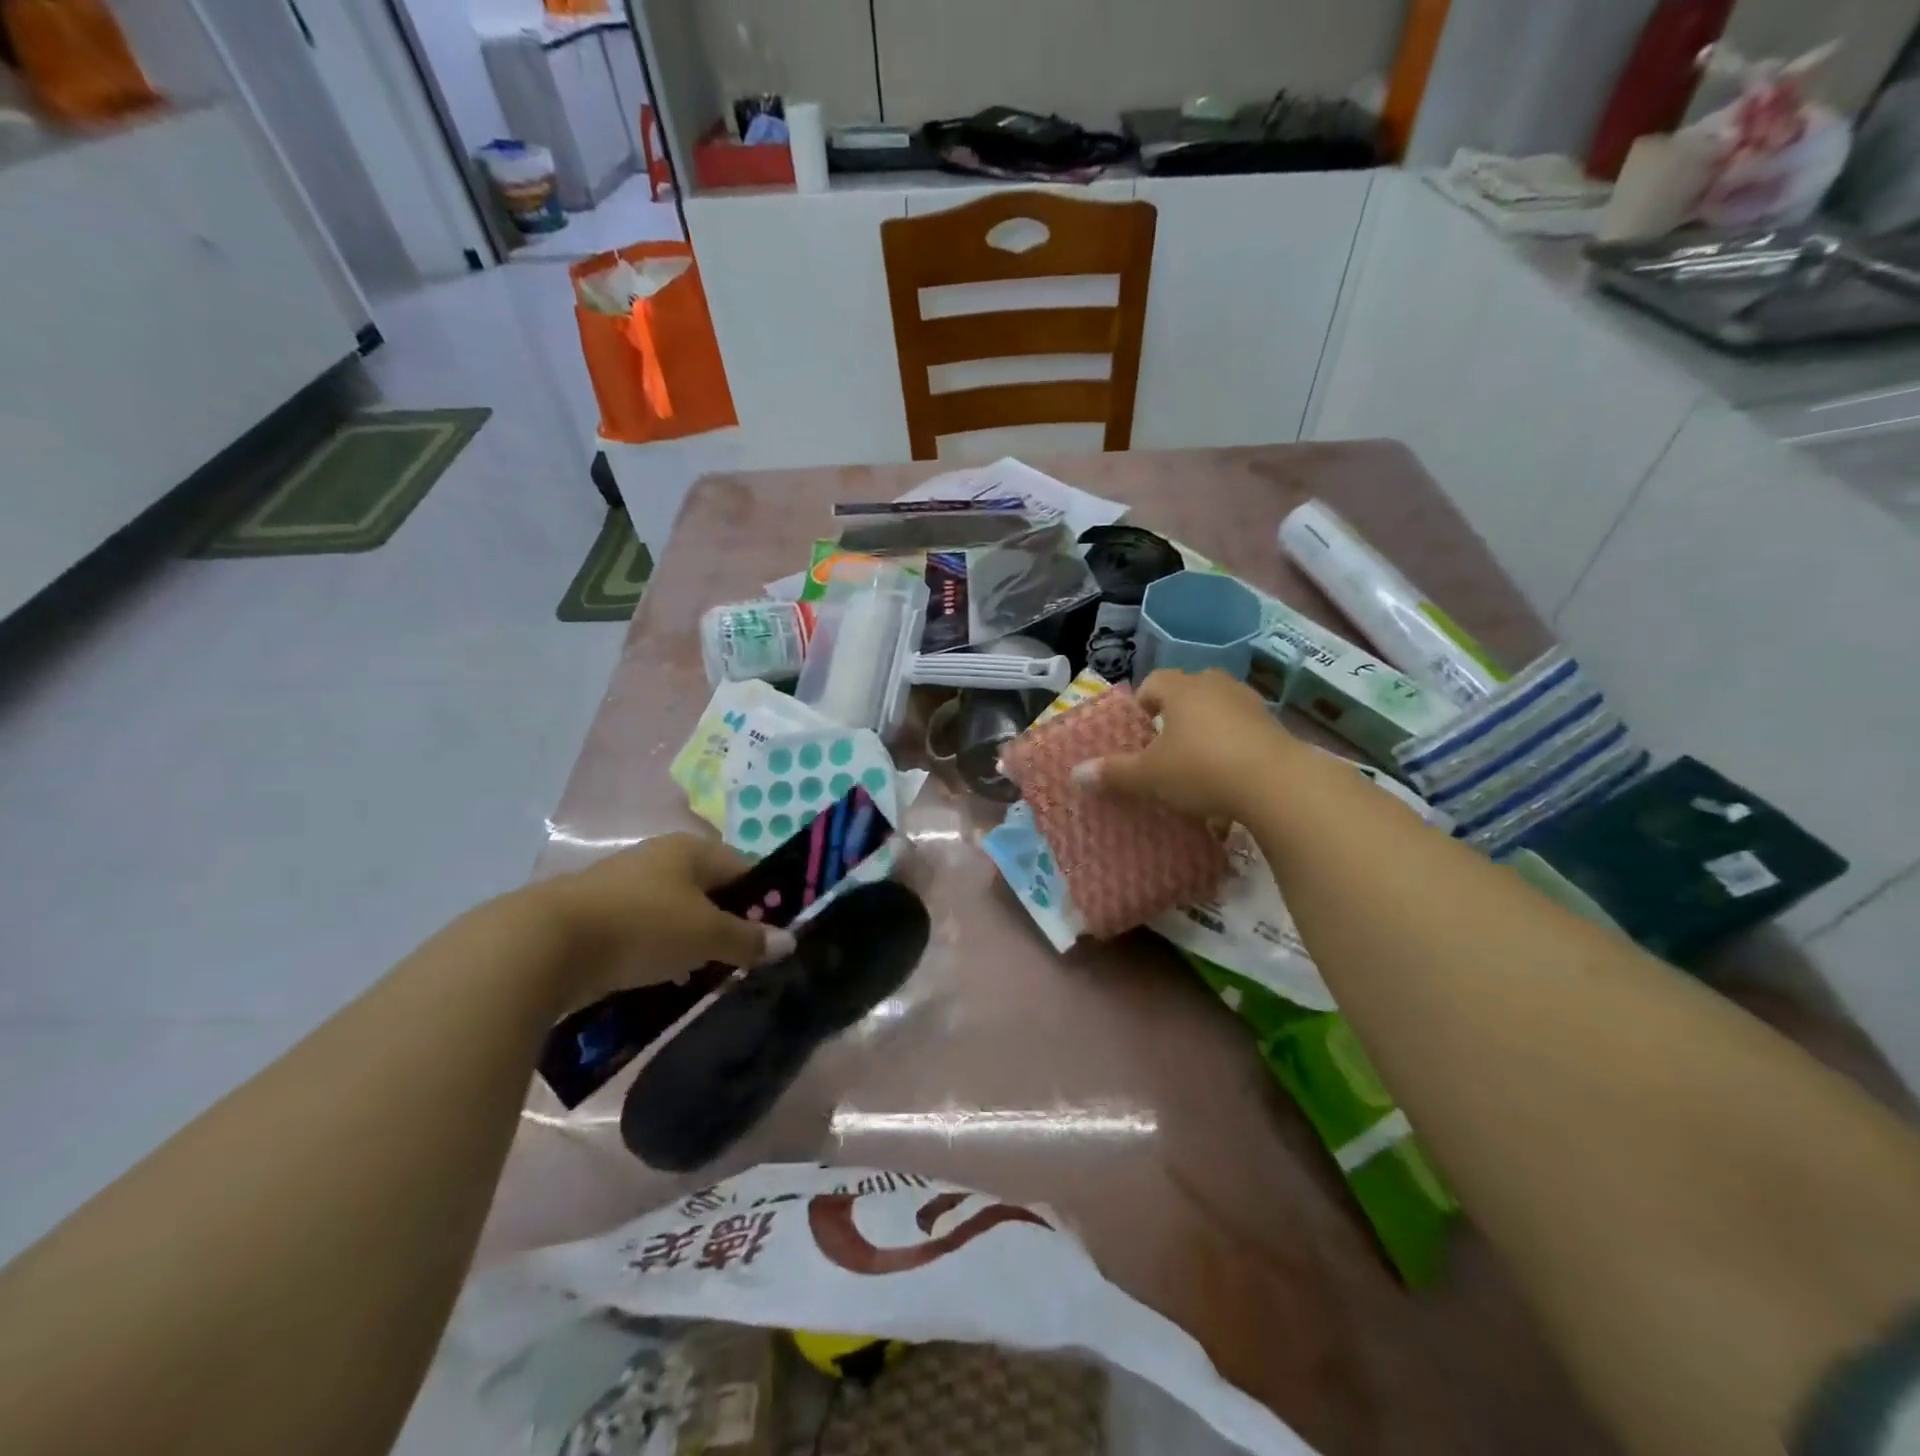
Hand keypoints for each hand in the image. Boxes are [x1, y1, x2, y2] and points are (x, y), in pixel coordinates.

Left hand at [543, 834, 794, 1008]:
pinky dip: (660, 954)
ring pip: (677, 914)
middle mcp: (660, 859)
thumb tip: (789, 942)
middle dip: (728, 926)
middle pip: (711, 891)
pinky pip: (645, 933)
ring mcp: (626, 886)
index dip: (766, 898)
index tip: (775, 935)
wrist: (544, 946)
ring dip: (693, 944)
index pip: (745, 868)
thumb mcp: (706, 935)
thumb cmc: (642, 926)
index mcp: (691, 850)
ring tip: (705, 978)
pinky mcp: (599, 916)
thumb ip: (749, 939)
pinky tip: (663, 981)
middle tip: (742, 961)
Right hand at [1073, 669, 1299, 820]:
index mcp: (1181, 688)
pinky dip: (1233, 750)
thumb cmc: (1201, 768)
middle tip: (1164, 748)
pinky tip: (1228, 781)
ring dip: (1206, 732)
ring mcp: (1250, 704)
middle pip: (1188, 692)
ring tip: (1197, 766)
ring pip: (1219, 711)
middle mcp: (1216, 686)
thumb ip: (1114, 773)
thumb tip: (1076, 774)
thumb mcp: (1149, 776)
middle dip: (1175, 717)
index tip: (1136, 734)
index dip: (1140, 706)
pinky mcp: (1275, 728)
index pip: (1152, 683)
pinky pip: (1244, 733)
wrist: (1277, 784)